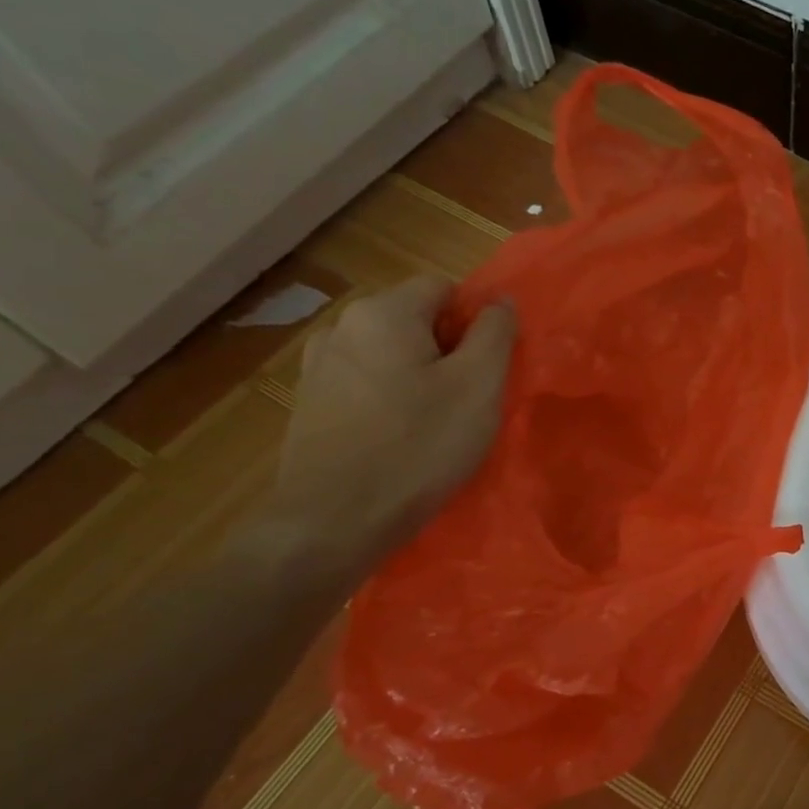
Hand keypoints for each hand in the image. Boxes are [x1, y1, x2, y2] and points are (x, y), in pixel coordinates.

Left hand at [265, 277, 514, 567]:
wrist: (334, 521)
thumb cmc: (419, 446)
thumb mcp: (479, 385)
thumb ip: (495, 332)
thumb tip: (499, 300)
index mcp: (383, 312)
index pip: (444, 288)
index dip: (475, 320)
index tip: (489, 366)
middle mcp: (341, 326)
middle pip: (414, 319)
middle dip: (448, 349)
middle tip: (470, 397)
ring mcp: (317, 366)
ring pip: (389, 354)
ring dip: (419, 375)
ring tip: (435, 421)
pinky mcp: (309, 404)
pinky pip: (365, 383)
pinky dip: (390, 398)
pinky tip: (399, 437)